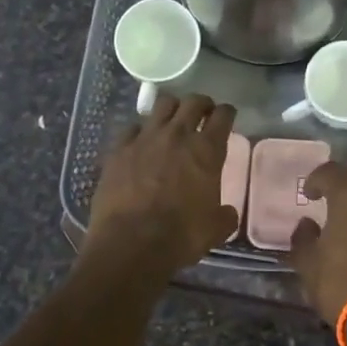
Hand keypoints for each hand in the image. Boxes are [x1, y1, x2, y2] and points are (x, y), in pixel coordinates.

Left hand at [86, 94, 238, 275]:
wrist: (131, 243)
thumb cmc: (181, 236)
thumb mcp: (215, 229)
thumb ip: (224, 215)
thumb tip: (226, 213)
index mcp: (207, 150)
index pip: (222, 116)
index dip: (227, 112)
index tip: (227, 115)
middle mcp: (177, 135)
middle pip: (193, 102)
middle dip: (201, 103)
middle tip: (203, 111)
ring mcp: (145, 138)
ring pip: (162, 105)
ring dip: (172, 108)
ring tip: (172, 119)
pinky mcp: (119, 149)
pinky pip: (131, 128)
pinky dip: (139, 131)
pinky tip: (140, 141)